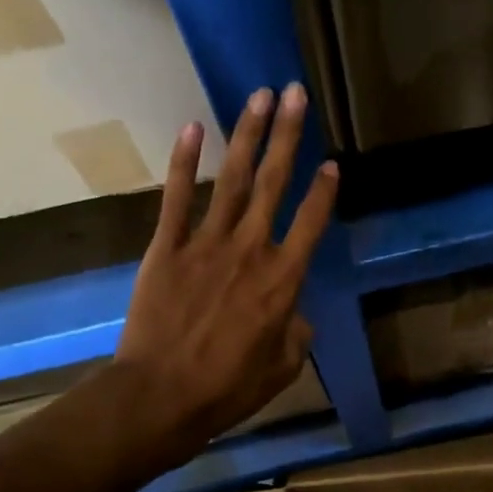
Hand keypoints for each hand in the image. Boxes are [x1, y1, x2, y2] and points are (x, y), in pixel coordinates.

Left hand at [114, 83, 337, 446]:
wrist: (160, 397)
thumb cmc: (227, 388)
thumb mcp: (281, 369)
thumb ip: (296, 333)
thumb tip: (294, 314)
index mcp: (283, 280)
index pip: (312, 222)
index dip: (324, 190)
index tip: (332, 161)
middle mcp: (250, 250)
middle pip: (274, 183)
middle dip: (288, 135)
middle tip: (295, 94)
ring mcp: (206, 243)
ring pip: (231, 179)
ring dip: (247, 135)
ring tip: (259, 96)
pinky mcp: (166, 247)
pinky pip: (176, 198)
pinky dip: (183, 161)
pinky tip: (191, 126)